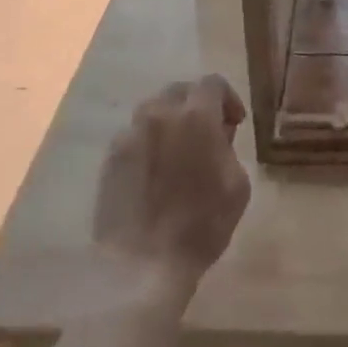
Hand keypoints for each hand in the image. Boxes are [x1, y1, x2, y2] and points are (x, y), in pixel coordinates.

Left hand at [93, 76, 251, 302]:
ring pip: (154, 110)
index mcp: (195, 117)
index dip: (228, 99)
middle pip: (180, 90)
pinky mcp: (110, 157)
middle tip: (209, 134)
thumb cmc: (201, 225)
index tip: (234, 124)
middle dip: (198, 104)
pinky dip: (151, 141)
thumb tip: (217, 134)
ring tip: (180, 151)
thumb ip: (229, 148)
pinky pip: (136, 135)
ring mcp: (129, 134)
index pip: (213, 83)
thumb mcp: (237, 185)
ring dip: (171, 120)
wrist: (141, 263)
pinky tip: (157, 170)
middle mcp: (158, 114)